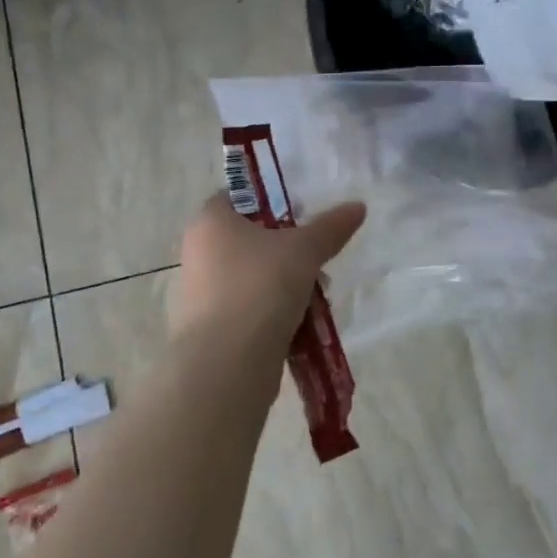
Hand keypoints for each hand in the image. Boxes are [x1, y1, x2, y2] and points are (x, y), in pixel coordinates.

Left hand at [170, 194, 366, 351]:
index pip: (237, 196)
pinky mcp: (209, 327)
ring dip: (285, 283)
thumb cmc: (261, 286)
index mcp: (210, 221)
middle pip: (249, 239)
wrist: (228, 361)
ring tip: (317, 295)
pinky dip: (272, 311)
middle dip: (287, 249)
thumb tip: (358, 206)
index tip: (302, 214)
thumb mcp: (304, 250)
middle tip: (317, 258)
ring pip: (252, 276)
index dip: (270, 201)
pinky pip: (248, 307)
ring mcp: (200, 292)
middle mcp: (198, 252)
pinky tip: (301, 322)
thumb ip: (331, 227)